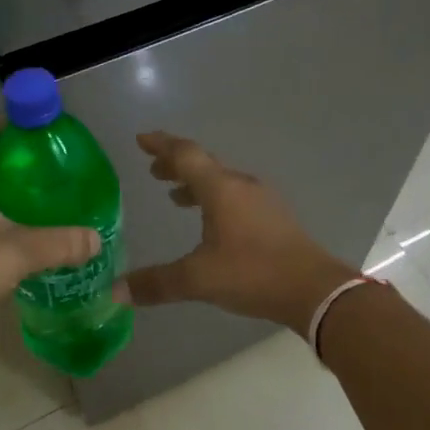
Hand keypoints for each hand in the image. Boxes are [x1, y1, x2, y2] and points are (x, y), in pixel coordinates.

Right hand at [119, 132, 355, 332]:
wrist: (314, 289)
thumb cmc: (253, 273)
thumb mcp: (198, 280)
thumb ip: (156, 283)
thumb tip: (115, 291)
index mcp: (220, 189)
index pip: (185, 155)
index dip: (161, 145)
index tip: (141, 138)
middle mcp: (240, 185)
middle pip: (203, 164)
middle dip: (175, 164)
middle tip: (153, 170)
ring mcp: (261, 200)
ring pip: (221, 180)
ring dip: (195, 183)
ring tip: (174, 196)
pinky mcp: (273, 217)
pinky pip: (235, 195)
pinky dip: (213, 198)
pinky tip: (211, 222)